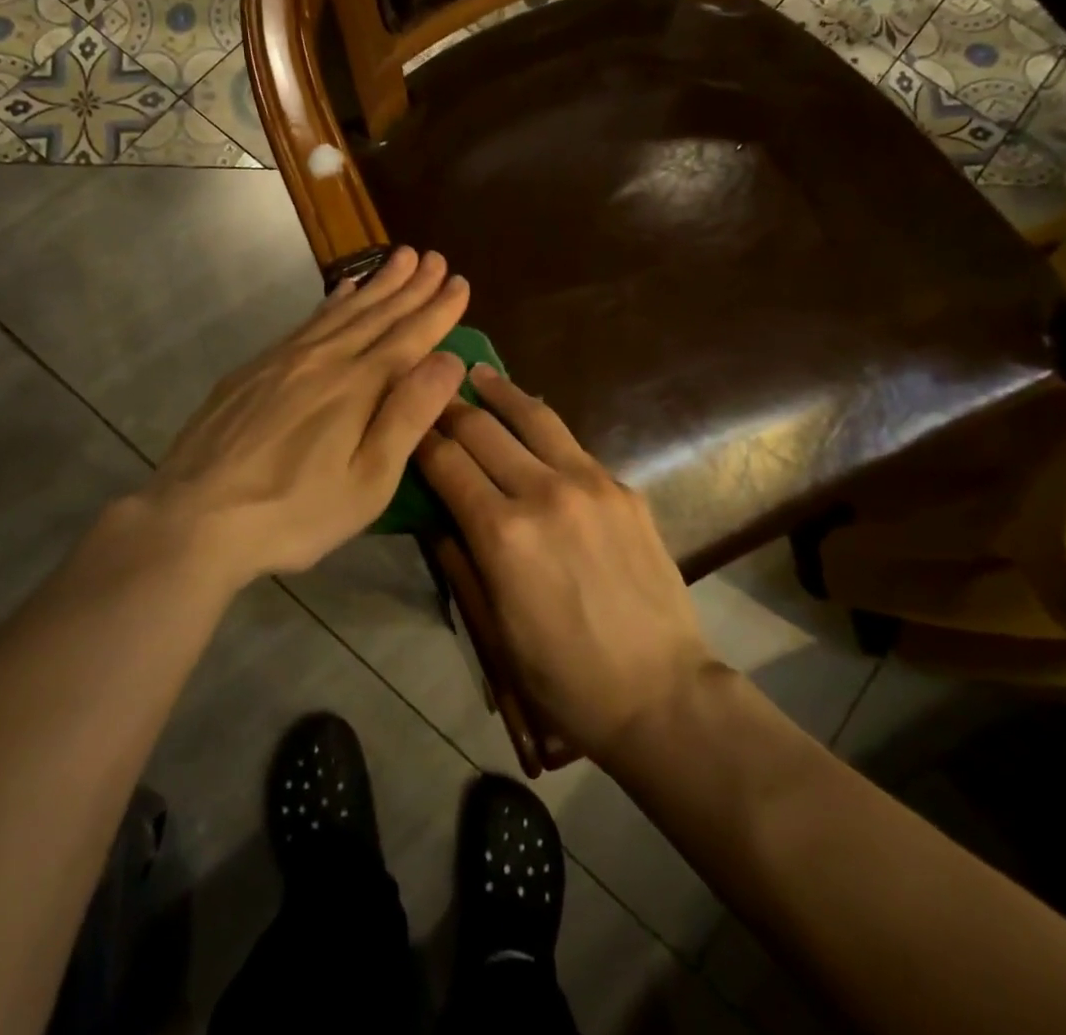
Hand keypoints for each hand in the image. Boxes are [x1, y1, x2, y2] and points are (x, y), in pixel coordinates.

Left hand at [107, 247, 468, 589]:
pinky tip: (340, 292)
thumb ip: (408, 416)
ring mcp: (283, 360)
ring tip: (399, 258)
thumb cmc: (294, 513)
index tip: (460, 282)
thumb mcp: (367, 481)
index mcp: (358, 387)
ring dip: (375, 284)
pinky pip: (306, 322)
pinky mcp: (253, 370)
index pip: (409, 337)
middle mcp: (324, 359)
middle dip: (411, 286)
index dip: (438, 310)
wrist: (194, 518)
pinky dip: (331, 302)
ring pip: (340, 311)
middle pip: (376, 314)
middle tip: (435, 258)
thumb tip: (449, 360)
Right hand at [416, 367, 721, 764]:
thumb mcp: (493, 630)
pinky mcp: (622, 488)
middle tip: (432, 390)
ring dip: (499, 392)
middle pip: (483, 429)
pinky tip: (530, 419)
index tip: (405, 419)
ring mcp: (590, 484)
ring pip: (533, 418)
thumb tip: (435, 515)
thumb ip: (459, 561)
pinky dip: (541, 424)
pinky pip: (572, 443)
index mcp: (502, 533)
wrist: (661, 693)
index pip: (446, 462)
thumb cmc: (563, 678)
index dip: (419, 437)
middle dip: (450, 408)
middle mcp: (544, 492)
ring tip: (478, 372)